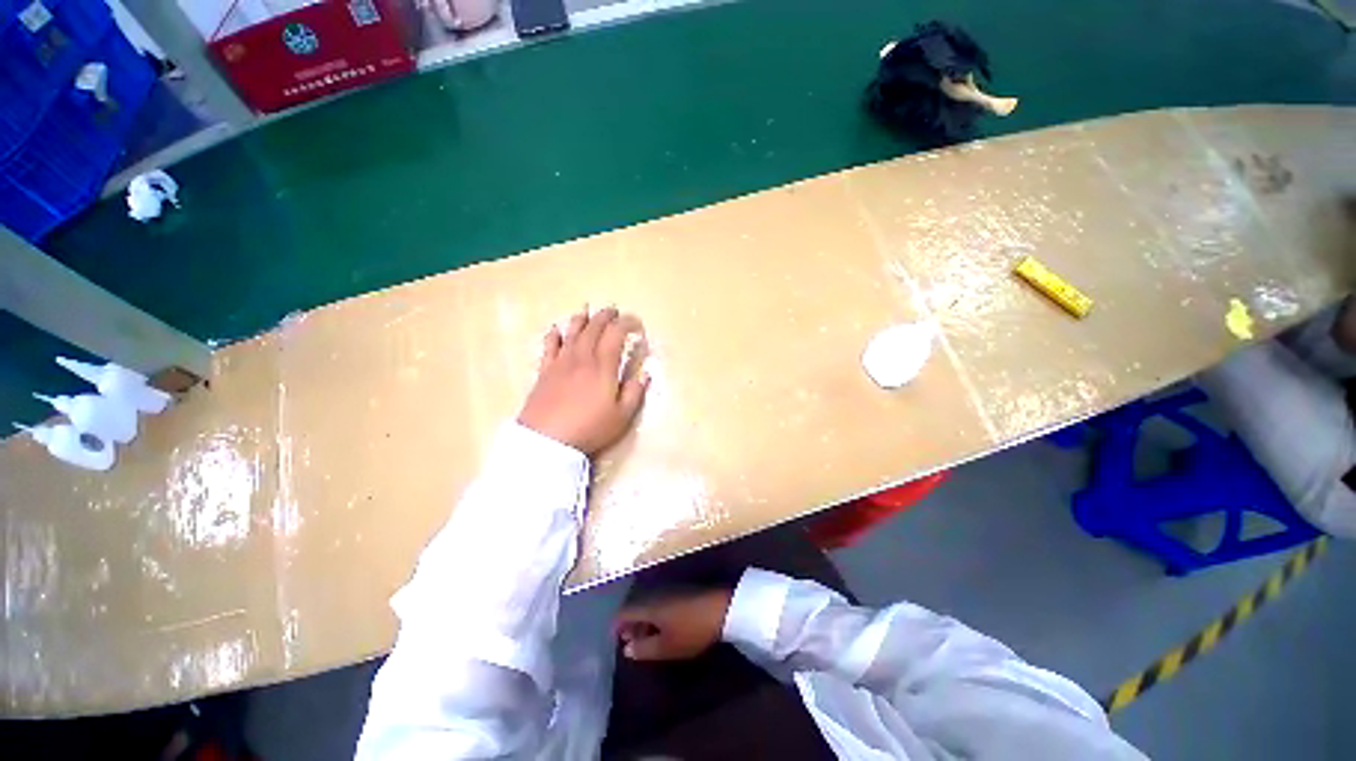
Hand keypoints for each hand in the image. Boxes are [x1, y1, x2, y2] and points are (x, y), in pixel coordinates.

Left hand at [518, 306, 648, 455]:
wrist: (547, 440)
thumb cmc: (589, 428)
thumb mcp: (622, 416)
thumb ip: (635, 392)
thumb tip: (646, 374)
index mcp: (603, 366)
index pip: (616, 334)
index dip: (627, 323)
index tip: (637, 325)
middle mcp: (582, 357)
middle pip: (594, 327)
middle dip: (606, 316)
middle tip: (614, 312)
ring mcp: (561, 362)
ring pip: (572, 332)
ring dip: (581, 319)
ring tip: (587, 311)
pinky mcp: (545, 371)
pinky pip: (549, 345)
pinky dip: (554, 334)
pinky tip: (556, 330)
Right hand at [614, 589, 733, 660]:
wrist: (721, 610)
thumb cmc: (691, 631)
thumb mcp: (666, 646)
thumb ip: (644, 648)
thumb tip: (626, 649)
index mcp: (648, 605)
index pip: (625, 612)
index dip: (616, 625)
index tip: (614, 640)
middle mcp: (655, 594)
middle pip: (636, 607)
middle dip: (630, 625)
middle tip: (628, 643)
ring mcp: (669, 592)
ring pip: (649, 606)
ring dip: (643, 622)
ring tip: (644, 640)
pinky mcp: (681, 594)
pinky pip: (660, 604)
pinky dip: (655, 617)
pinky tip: (662, 630)